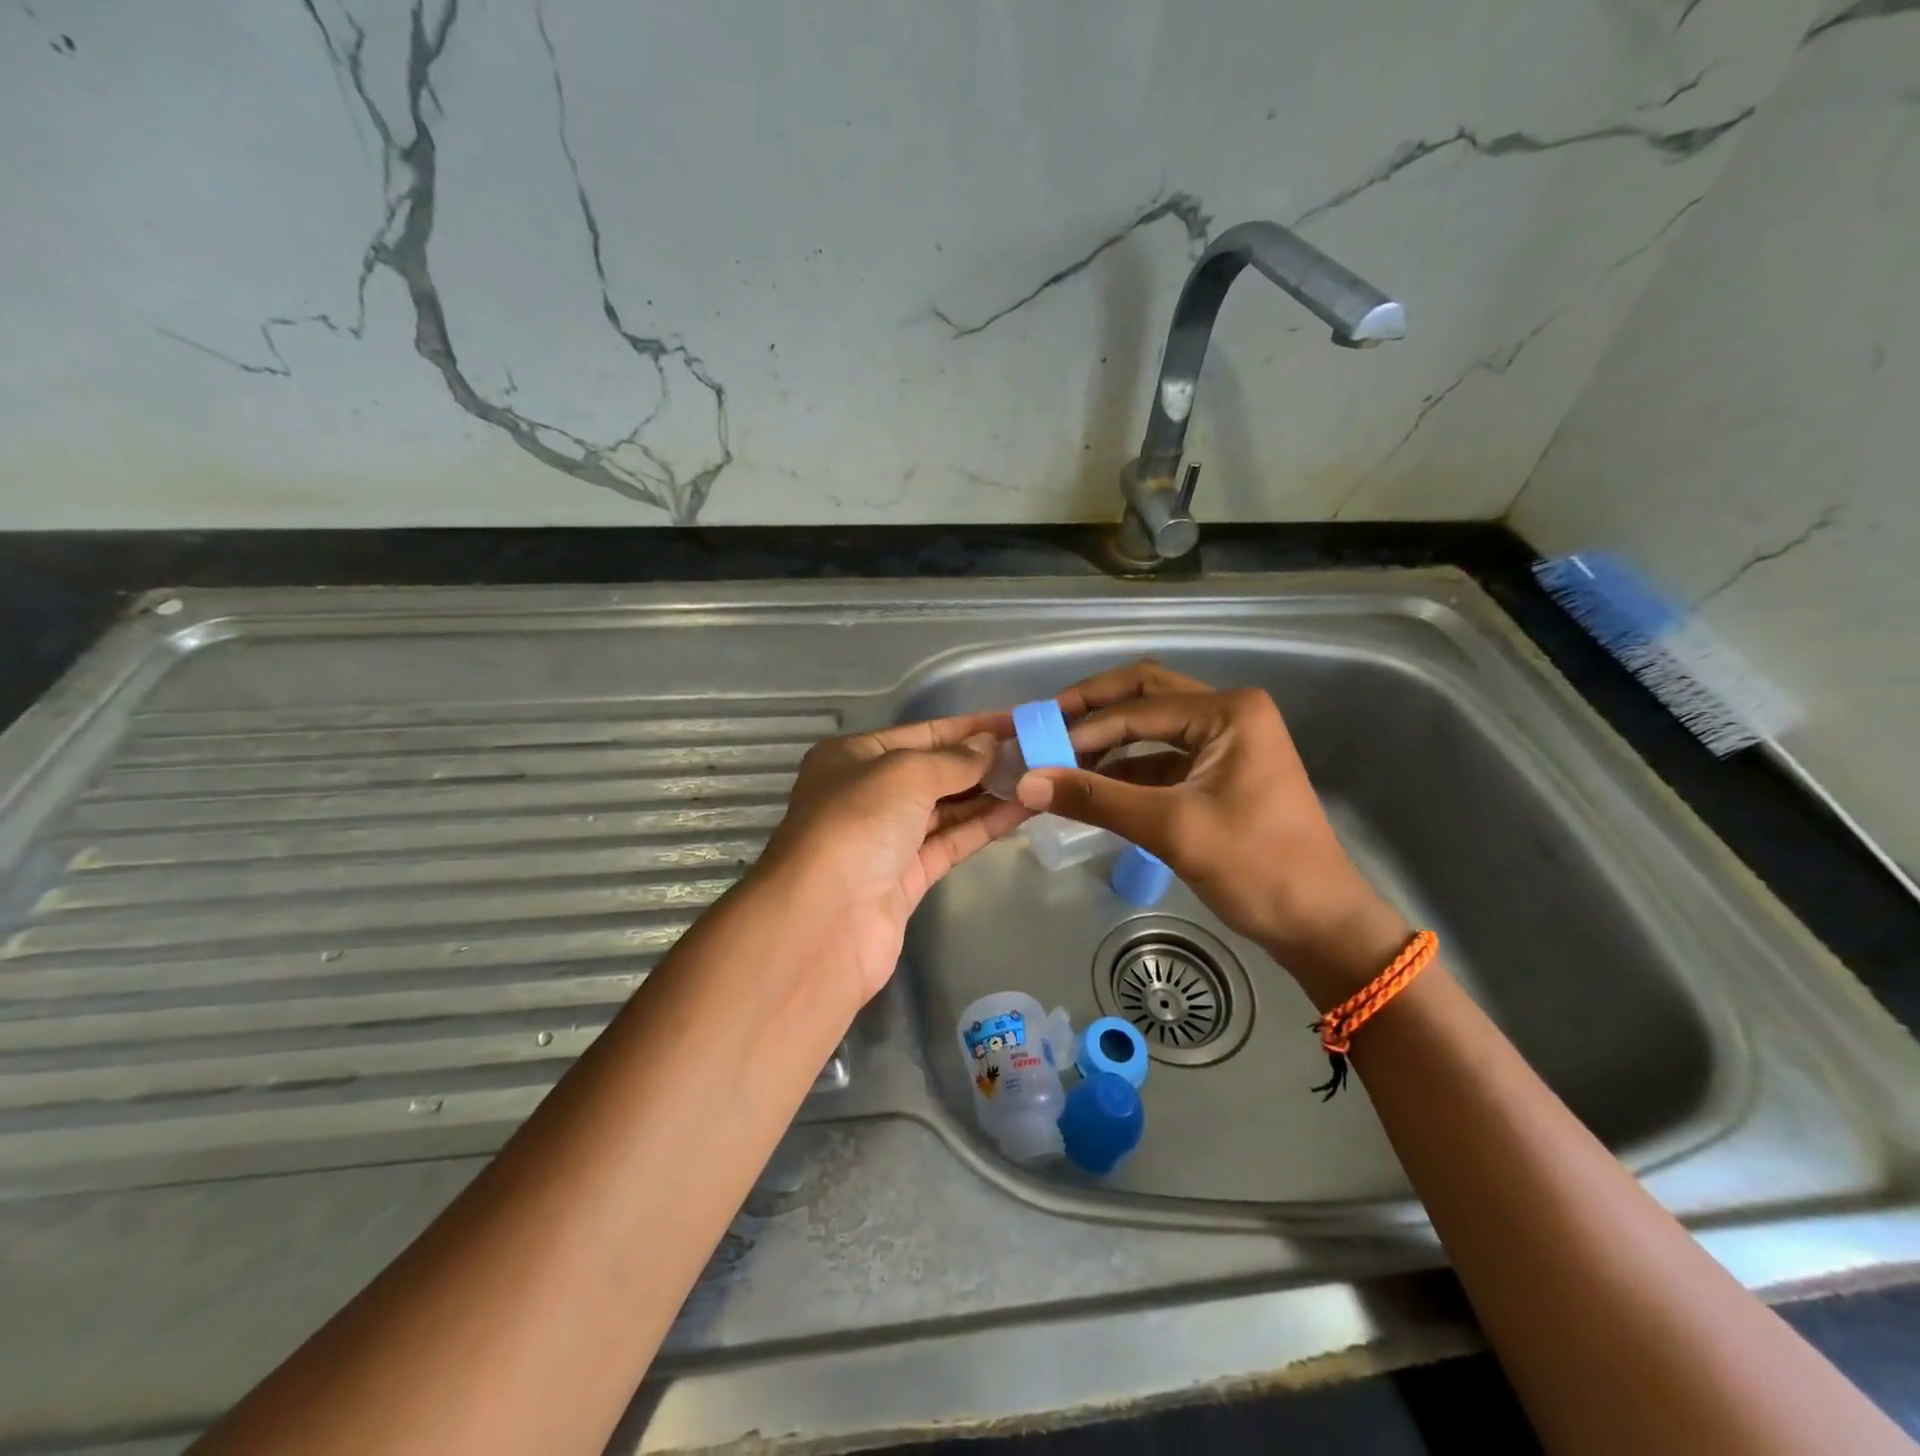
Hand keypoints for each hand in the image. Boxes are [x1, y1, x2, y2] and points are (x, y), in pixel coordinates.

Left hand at [752, 712, 1032, 1002]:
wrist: (824, 921)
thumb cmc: (857, 825)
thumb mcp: (904, 774)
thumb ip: (953, 760)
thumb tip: (989, 746)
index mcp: (853, 757)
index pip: (921, 733)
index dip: (970, 728)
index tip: (1017, 722)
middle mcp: (866, 794)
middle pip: (934, 771)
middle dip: (982, 762)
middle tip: (1037, 751)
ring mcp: (886, 839)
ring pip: (946, 809)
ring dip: (989, 794)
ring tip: (1039, 777)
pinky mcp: (906, 878)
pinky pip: (950, 842)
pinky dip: (984, 826)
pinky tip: (1023, 809)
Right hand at [1019, 661, 1409, 1006]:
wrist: (1319, 924)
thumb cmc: (1257, 867)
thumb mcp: (1171, 829)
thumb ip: (1096, 800)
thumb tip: (1027, 782)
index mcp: (1229, 711)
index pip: (1138, 708)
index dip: (1084, 727)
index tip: (1035, 748)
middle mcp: (1229, 713)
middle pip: (1145, 696)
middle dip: (1094, 710)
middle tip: (1045, 726)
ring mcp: (1226, 742)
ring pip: (1151, 726)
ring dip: (1107, 740)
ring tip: (1059, 760)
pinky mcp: (1218, 772)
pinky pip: (1161, 757)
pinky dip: (1126, 768)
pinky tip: (1091, 785)